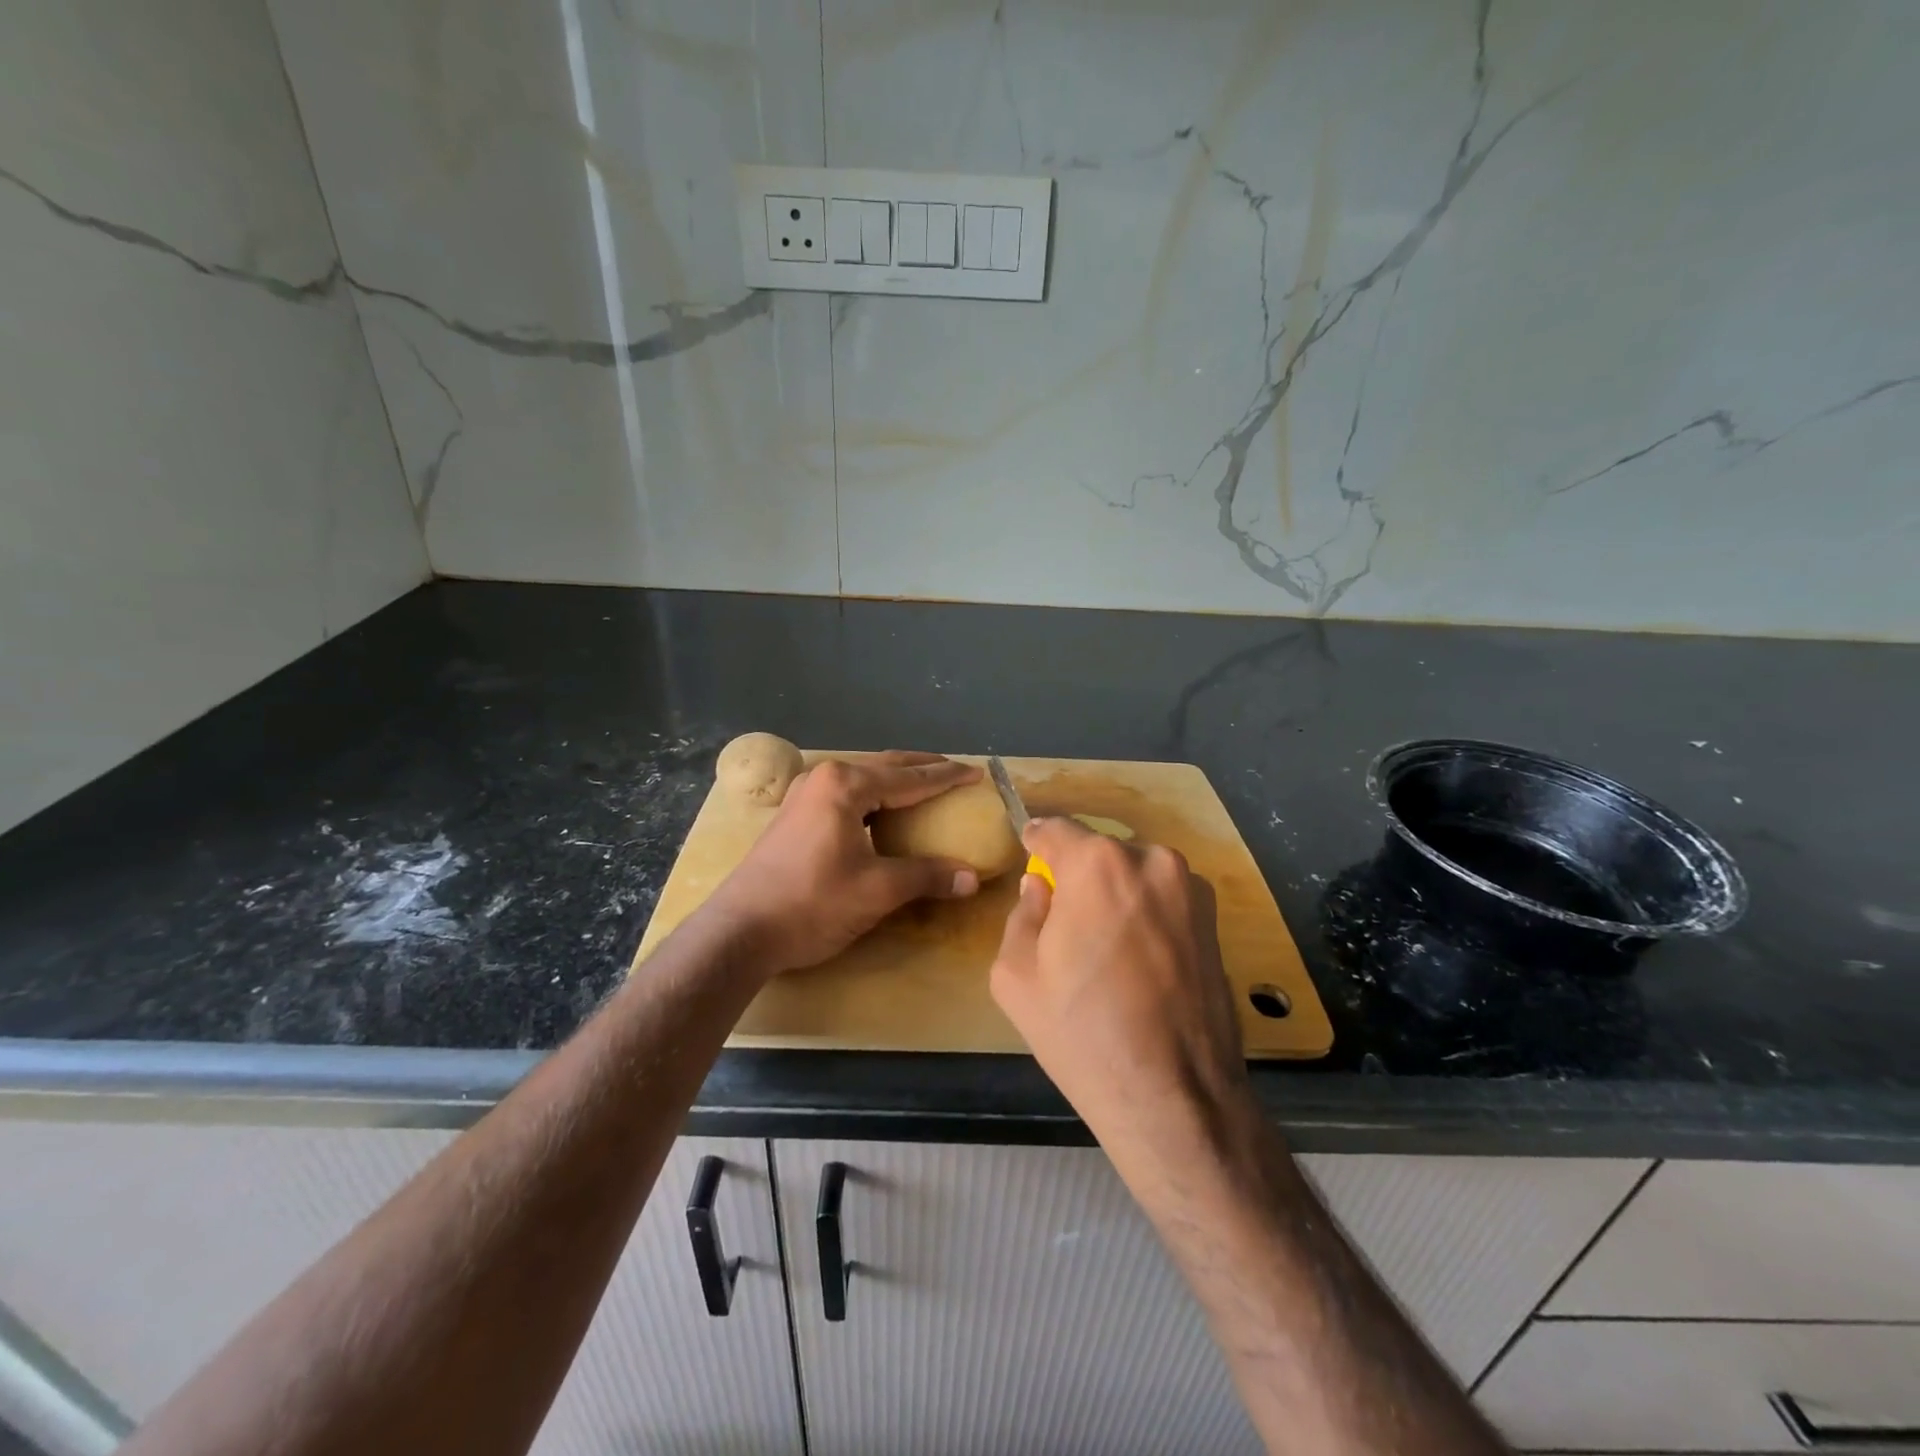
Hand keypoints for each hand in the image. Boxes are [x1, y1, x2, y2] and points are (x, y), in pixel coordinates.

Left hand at [702, 752, 982, 975]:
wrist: (740, 932)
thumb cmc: (812, 903)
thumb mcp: (877, 890)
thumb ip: (927, 876)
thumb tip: (971, 879)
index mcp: (845, 784)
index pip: (909, 777)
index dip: (946, 776)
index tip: (977, 773)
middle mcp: (823, 778)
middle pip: (884, 767)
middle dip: (922, 769)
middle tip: (957, 772)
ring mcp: (803, 795)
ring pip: (862, 779)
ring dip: (895, 782)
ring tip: (925, 788)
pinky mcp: (793, 816)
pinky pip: (846, 795)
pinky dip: (873, 799)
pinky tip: (883, 813)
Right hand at [989, 817, 1253, 1166]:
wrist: (1175, 1096)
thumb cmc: (1082, 1032)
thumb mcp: (1016, 975)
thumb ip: (1022, 913)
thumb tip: (1040, 887)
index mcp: (1097, 864)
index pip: (1056, 829)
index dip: (1037, 841)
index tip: (1029, 851)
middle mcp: (1150, 860)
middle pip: (1098, 852)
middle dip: (1077, 874)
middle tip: (1064, 916)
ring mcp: (1190, 888)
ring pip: (1134, 874)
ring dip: (1115, 893)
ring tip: (1105, 946)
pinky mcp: (1214, 918)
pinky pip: (1164, 898)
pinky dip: (1145, 913)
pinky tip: (1138, 961)